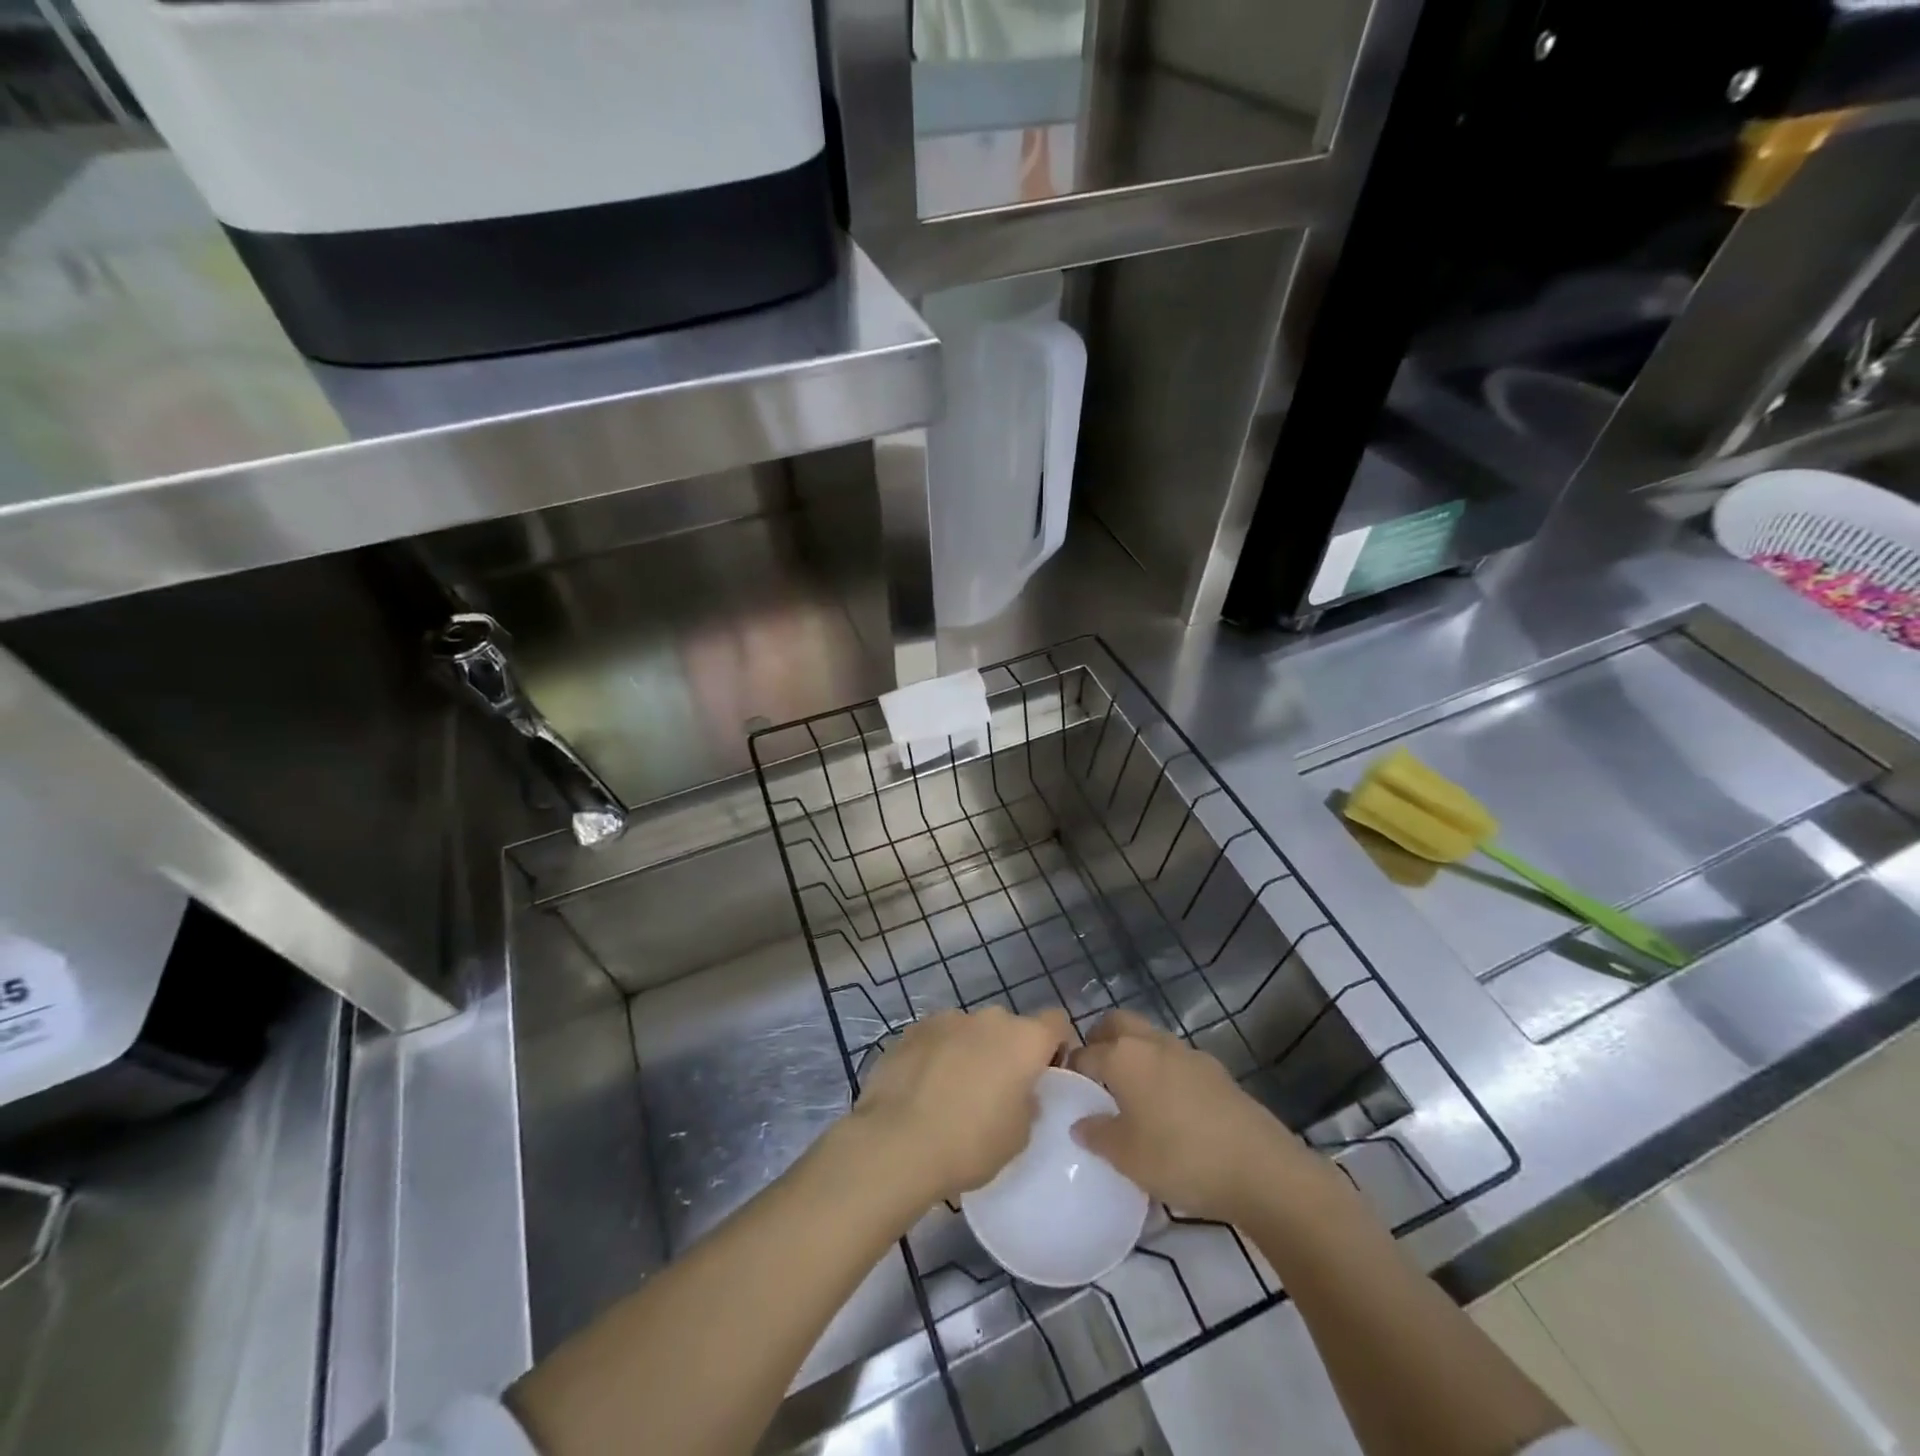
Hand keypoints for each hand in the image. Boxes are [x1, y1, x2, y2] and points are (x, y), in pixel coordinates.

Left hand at [849, 1006, 1068, 1205]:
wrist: (896, 1142)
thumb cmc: (970, 1143)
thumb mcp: (1018, 1137)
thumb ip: (1028, 1104)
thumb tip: (1019, 1092)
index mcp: (1024, 1039)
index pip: (1057, 1022)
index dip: (1056, 1046)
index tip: (1046, 1075)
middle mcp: (988, 1018)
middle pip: (1010, 1027)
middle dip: (1008, 1052)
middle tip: (998, 1091)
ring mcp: (947, 1018)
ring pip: (971, 1031)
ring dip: (971, 1052)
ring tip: (954, 1092)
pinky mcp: (912, 1029)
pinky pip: (938, 1038)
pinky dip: (938, 1055)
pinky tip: (924, 1089)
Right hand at [1070, 1010, 1340, 1224]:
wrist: (1260, 1168)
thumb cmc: (1181, 1158)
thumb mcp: (1127, 1157)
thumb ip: (1097, 1135)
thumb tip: (1080, 1123)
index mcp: (1123, 1056)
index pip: (1084, 1053)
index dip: (1071, 1069)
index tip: (1066, 1090)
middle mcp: (1152, 1043)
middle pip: (1116, 1024)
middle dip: (1100, 1041)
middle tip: (1095, 1077)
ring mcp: (1187, 1053)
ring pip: (1148, 1037)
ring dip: (1133, 1053)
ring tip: (1129, 1094)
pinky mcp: (1215, 1070)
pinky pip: (1174, 1059)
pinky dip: (1161, 1070)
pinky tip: (1167, 1107)